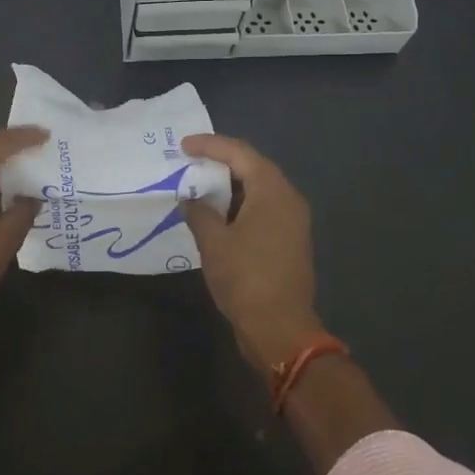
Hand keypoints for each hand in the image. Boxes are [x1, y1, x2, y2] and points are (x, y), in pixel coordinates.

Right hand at [180, 134, 322, 374]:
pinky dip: (238, 205)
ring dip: (228, 186)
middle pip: (252, 167)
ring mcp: (292, 221)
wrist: (280, 329)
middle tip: (189, 162)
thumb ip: (199, 212)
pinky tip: (215, 214)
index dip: (210, 145)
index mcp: (273, 190)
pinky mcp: (288, 240)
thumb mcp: (213, 242)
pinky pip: (262, 209)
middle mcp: (288, 198)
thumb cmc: (246, 278)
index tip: (182, 146)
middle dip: (219, 163)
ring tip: (197, 186)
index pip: (239, 153)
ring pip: (257, 190)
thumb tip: (190, 199)